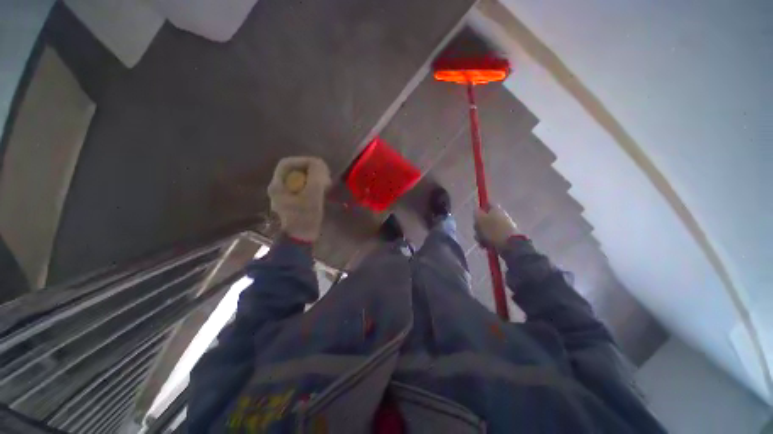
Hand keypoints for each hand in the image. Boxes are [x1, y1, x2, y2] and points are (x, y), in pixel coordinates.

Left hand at [268, 156, 330, 242]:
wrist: (301, 239)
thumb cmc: (305, 218)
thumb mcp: (312, 195)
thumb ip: (315, 177)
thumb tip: (319, 162)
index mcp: (277, 186)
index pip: (287, 163)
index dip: (303, 161)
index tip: (319, 167)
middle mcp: (279, 188)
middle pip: (294, 170)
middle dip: (311, 170)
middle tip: (324, 177)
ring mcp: (286, 196)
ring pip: (300, 179)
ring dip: (314, 178)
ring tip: (325, 184)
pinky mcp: (294, 202)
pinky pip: (303, 187)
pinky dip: (313, 186)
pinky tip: (322, 192)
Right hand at [474, 205, 518, 248]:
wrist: (510, 246)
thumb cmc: (493, 230)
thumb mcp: (480, 219)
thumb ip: (476, 213)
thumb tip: (476, 209)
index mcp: (495, 209)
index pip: (486, 203)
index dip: (479, 208)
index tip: (474, 215)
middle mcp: (499, 216)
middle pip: (484, 218)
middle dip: (478, 226)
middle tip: (477, 230)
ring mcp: (502, 227)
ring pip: (486, 229)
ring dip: (481, 235)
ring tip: (481, 241)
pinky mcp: (503, 237)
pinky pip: (490, 237)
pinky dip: (486, 241)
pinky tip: (485, 245)